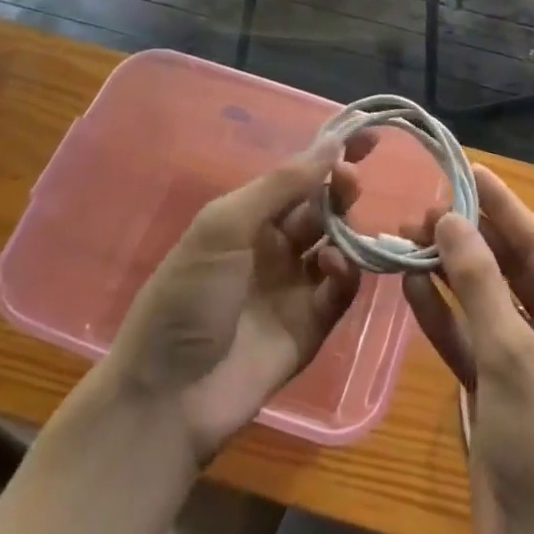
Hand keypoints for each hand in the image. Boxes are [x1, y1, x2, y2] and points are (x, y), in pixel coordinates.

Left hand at [103, 128, 373, 462]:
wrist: (166, 398)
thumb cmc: (187, 296)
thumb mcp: (225, 226)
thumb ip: (281, 185)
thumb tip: (331, 142)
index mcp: (248, 218)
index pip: (298, 176)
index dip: (330, 154)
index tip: (367, 135)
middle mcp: (274, 247)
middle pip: (321, 207)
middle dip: (340, 188)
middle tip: (352, 180)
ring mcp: (293, 287)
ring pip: (337, 245)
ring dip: (348, 228)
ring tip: (348, 223)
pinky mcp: (311, 327)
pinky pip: (340, 290)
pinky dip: (345, 274)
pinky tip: (335, 268)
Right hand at [404, 170, 533, 533]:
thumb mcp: (512, 353)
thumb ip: (477, 282)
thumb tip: (450, 218)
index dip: (501, 204)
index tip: (468, 169)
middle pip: (507, 267)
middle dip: (468, 236)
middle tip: (424, 203)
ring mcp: (527, 359)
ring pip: (483, 300)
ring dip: (448, 271)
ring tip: (409, 233)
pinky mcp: (498, 389)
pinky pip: (468, 337)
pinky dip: (442, 314)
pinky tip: (410, 285)